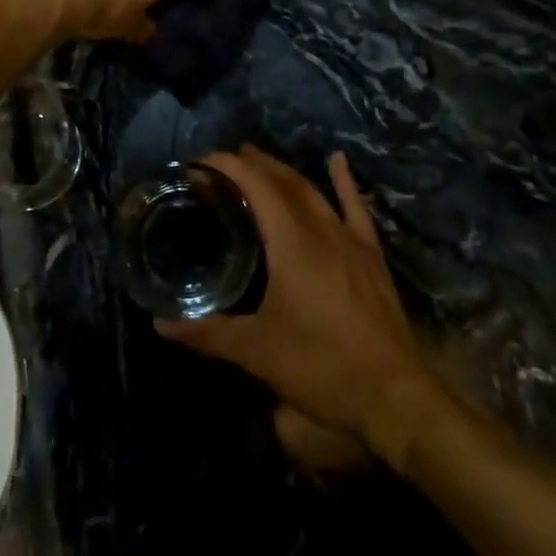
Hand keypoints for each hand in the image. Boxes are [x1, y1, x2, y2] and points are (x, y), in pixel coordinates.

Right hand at [157, 147, 432, 443]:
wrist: (394, 396)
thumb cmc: (321, 367)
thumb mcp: (258, 352)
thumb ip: (208, 334)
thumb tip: (161, 325)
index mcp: (291, 243)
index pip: (257, 187)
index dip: (229, 166)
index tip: (202, 160)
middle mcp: (321, 230)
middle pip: (285, 182)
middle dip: (254, 164)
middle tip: (226, 159)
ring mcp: (350, 240)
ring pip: (314, 191)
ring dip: (285, 172)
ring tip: (260, 159)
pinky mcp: (371, 256)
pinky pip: (356, 208)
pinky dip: (344, 181)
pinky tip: (338, 160)